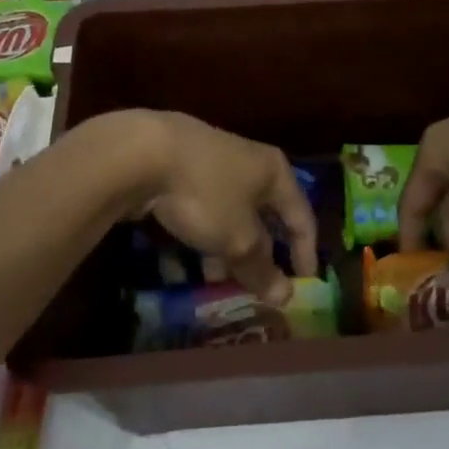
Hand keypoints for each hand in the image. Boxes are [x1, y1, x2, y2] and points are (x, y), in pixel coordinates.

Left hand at [127, 112, 318, 301]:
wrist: (143, 152)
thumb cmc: (207, 193)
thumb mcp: (238, 239)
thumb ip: (261, 268)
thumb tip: (285, 296)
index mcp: (274, 171)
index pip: (301, 216)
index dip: (305, 251)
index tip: (304, 283)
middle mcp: (249, 162)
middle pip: (263, 215)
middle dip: (259, 254)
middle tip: (255, 285)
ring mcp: (213, 162)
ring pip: (230, 214)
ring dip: (227, 249)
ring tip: (215, 279)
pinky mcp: (181, 167)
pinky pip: (203, 208)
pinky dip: (203, 234)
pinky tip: (187, 257)